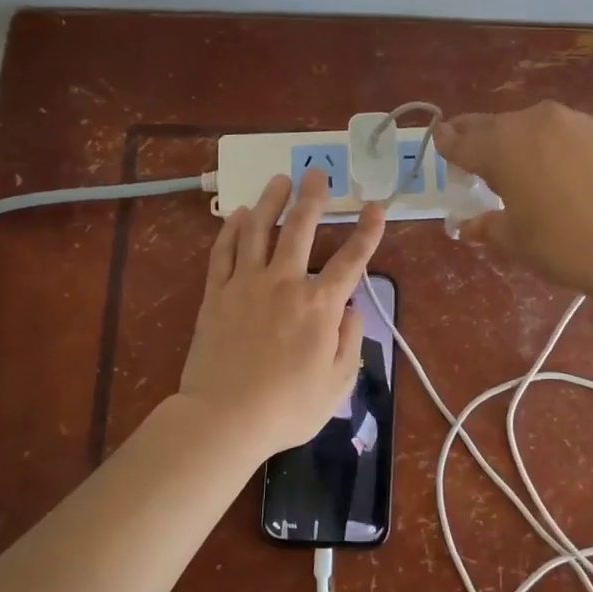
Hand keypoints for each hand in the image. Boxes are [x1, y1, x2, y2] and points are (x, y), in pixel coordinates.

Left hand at [177, 169, 386, 459]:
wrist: (224, 418)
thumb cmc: (288, 408)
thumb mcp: (337, 384)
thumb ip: (351, 341)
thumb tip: (352, 310)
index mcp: (320, 305)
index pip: (352, 260)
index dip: (367, 232)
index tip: (376, 207)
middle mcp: (285, 283)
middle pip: (301, 230)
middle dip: (313, 199)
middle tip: (317, 174)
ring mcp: (246, 284)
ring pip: (259, 230)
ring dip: (271, 202)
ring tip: (279, 179)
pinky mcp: (216, 294)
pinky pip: (224, 252)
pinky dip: (232, 230)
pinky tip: (239, 214)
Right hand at [435, 101, 592, 297]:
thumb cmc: (567, 244)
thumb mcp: (517, 240)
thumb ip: (487, 225)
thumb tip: (468, 224)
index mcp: (502, 144)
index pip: (461, 140)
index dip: (447, 144)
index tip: (439, 144)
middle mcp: (533, 121)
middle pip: (493, 126)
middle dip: (477, 140)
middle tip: (468, 157)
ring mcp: (572, 122)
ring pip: (528, 127)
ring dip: (513, 143)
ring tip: (512, 170)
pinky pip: (558, 134)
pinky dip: (544, 147)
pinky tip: (551, 172)